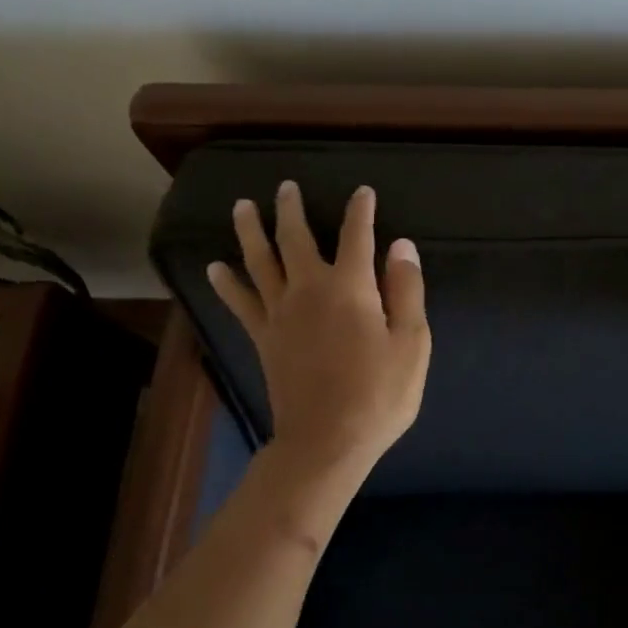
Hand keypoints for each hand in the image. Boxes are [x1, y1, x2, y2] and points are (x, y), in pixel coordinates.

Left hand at [208, 181, 430, 478]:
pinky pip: (239, 301)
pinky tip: (216, 267)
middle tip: (285, 186)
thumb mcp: (411, 343)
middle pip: (295, 238)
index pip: (356, 235)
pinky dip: (227, 282)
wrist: (326, 441)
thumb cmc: (379, 394)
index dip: (360, 210)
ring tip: (242, 206)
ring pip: (259, 260)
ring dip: (251, 231)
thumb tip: (400, 245)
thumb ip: (406, 290)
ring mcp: (280, 313)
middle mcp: (309, 289)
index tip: (362, 192)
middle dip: (291, 209)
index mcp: (350, 287)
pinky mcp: (262, 337)